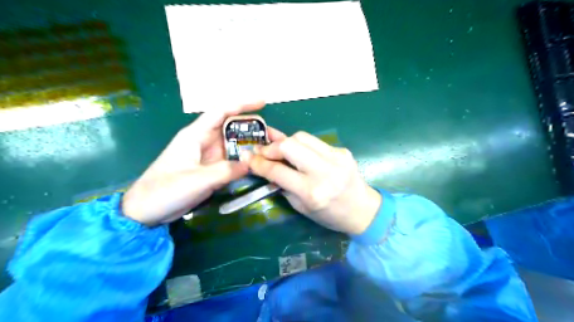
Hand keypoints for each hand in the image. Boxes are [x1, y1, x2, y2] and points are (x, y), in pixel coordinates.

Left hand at [121, 101, 283, 225]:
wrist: (145, 211)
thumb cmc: (165, 190)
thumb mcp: (197, 180)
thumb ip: (226, 171)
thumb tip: (252, 163)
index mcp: (196, 135)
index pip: (221, 112)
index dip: (242, 104)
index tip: (263, 102)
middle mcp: (204, 142)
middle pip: (233, 128)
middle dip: (254, 129)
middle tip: (275, 137)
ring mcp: (208, 157)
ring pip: (234, 145)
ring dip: (252, 146)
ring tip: (272, 150)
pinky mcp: (210, 170)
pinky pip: (232, 161)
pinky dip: (245, 161)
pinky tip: (258, 164)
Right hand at [246, 131, 380, 232]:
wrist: (363, 209)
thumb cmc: (329, 215)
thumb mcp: (301, 206)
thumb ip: (282, 183)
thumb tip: (264, 163)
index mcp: (311, 192)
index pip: (277, 171)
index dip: (258, 162)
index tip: (246, 156)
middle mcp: (324, 172)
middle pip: (290, 145)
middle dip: (272, 146)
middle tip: (264, 152)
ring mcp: (336, 158)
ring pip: (302, 137)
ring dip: (286, 142)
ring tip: (280, 150)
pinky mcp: (342, 150)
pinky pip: (315, 141)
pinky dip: (302, 145)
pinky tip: (300, 153)